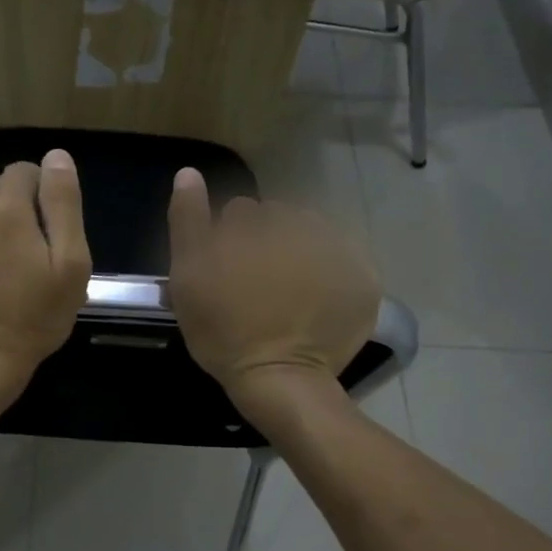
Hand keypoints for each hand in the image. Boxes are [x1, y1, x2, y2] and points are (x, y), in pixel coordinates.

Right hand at [167, 168, 380, 421]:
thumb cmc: (223, 329)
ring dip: (301, 254)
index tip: (226, 272)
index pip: (240, 212)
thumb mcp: (187, 274)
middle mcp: (301, 227)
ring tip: (289, 294)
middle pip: (279, 221)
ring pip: (314, 238)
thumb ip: (187, 220)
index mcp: (257, 224)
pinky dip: (332, 277)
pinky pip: (346, 264)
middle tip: (257, 285)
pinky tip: (315, 303)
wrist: (279, 378)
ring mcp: (339, 253)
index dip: (229, 240)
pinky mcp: (364, 282)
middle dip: (267, 242)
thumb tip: (189, 172)